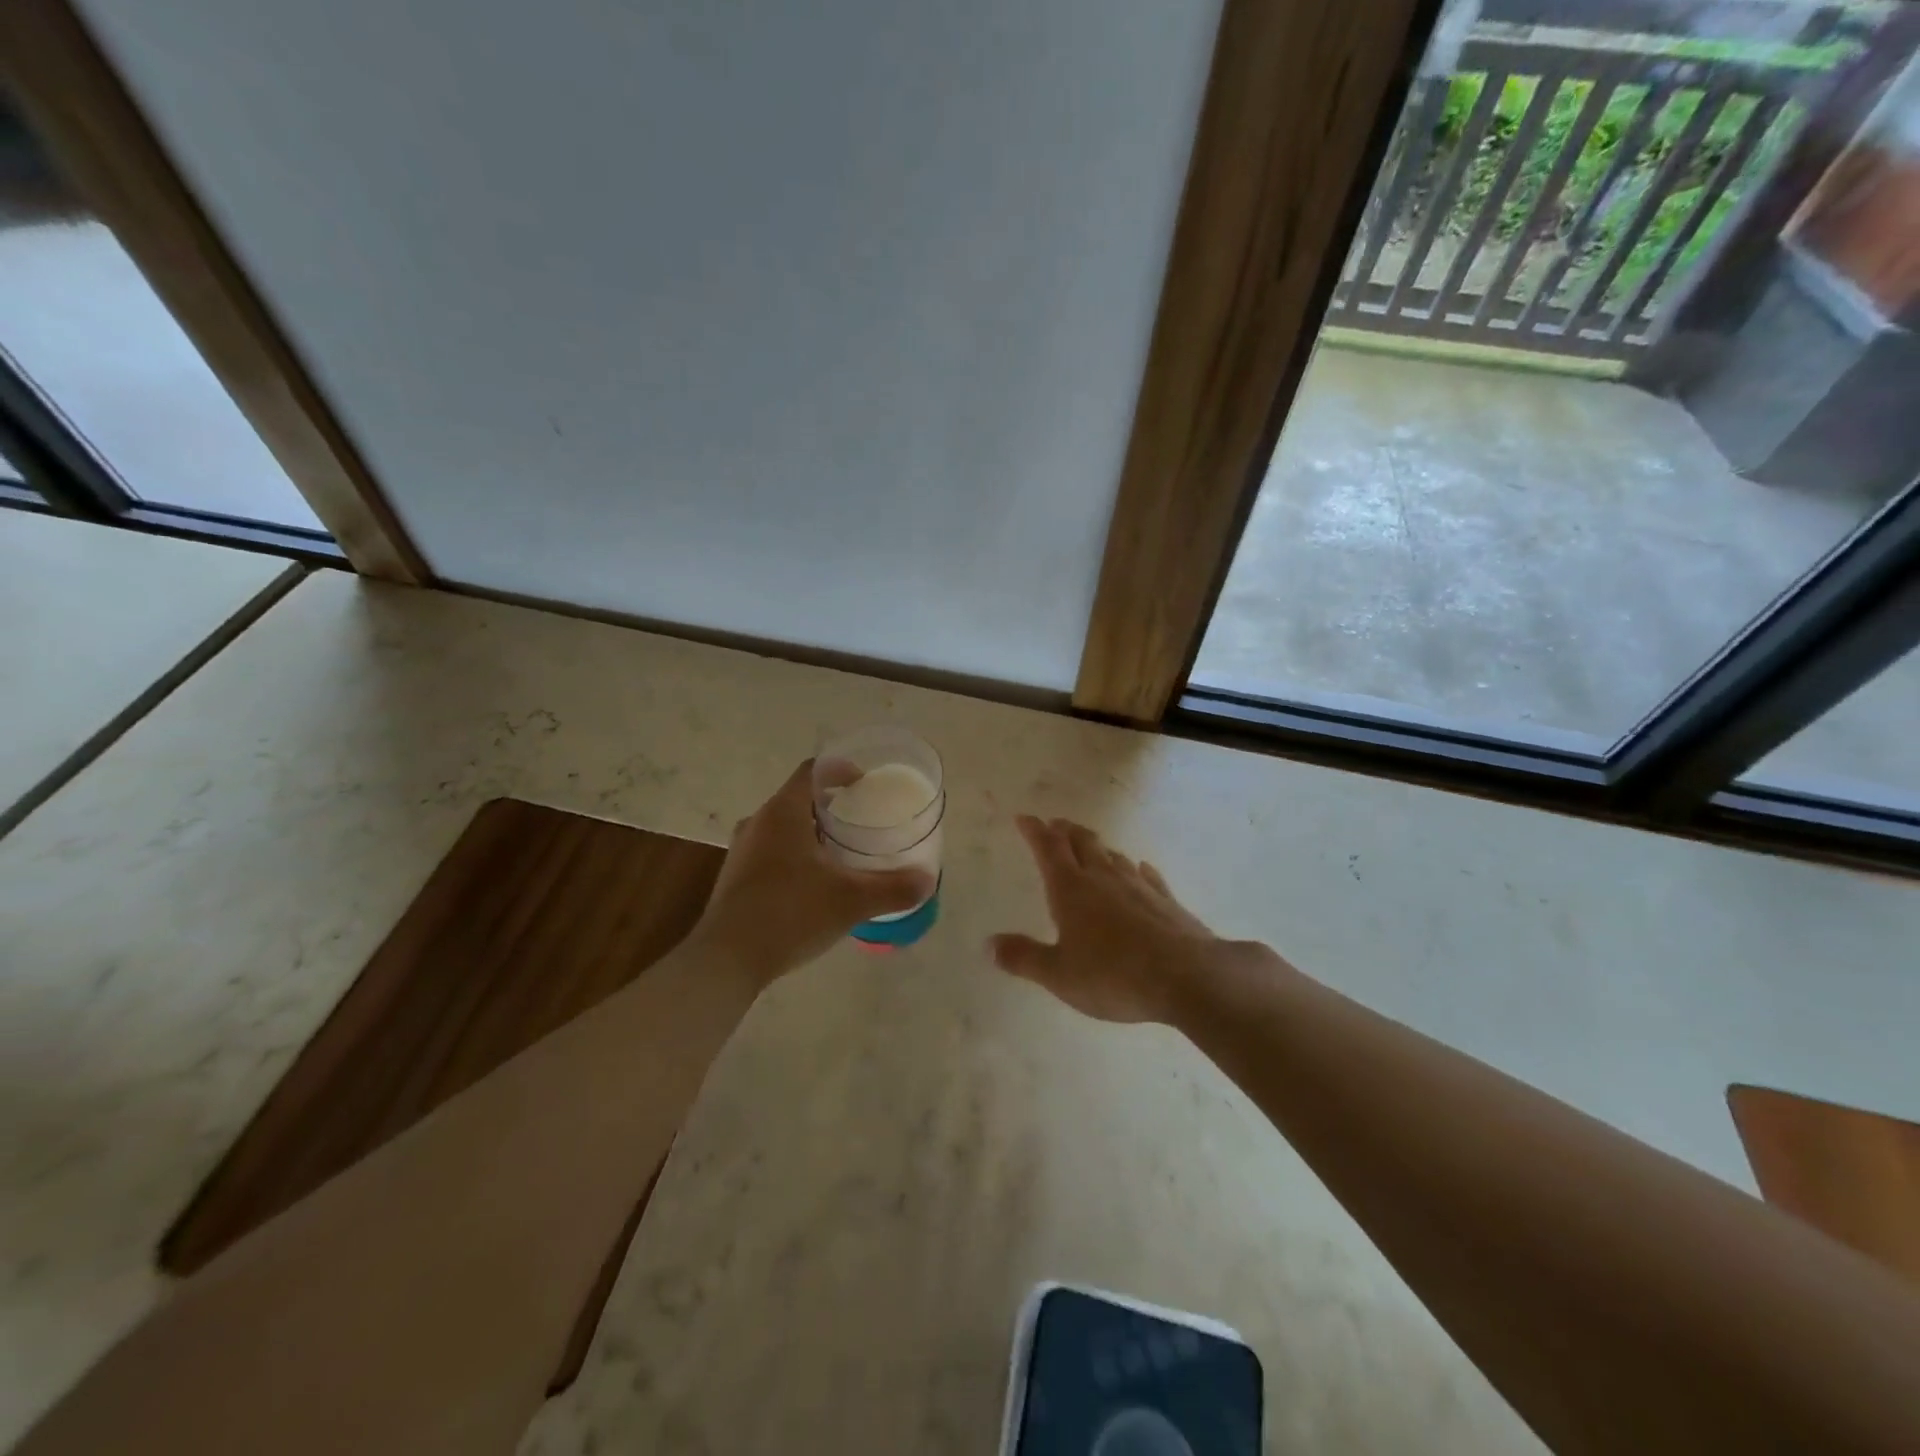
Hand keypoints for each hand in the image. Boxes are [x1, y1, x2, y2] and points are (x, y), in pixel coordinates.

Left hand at [693, 759, 934, 988]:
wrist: (726, 960)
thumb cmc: (790, 913)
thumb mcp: (850, 900)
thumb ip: (893, 888)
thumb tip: (928, 881)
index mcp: (783, 813)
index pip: (812, 771)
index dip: (840, 769)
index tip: (865, 782)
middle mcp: (758, 823)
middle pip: (798, 798)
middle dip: (830, 804)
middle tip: (861, 818)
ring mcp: (742, 851)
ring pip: (783, 827)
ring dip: (812, 831)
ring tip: (842, 850)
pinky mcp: (736, 878)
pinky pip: (772, 851)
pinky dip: (796, 854)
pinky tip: (815, 883)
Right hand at [989, 816, 1231, 1023]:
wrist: (1187, 978)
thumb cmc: (1113, 975)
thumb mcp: (1058, 974)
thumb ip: (1024, 958)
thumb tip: (989, 944)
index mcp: (1071, 889)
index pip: (1048, 849)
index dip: (1034, 831)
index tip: (1024, 818)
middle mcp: (1103, 878)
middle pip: (1082, 843)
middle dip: (1065, 831)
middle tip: (1055, 824)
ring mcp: (1138, 887)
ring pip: (1114, 856)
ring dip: (1099, 848)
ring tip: (1091, 846)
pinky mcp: (1167, 902)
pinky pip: (1147, 877)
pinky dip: (1137, 870)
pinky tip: (1141, 870)